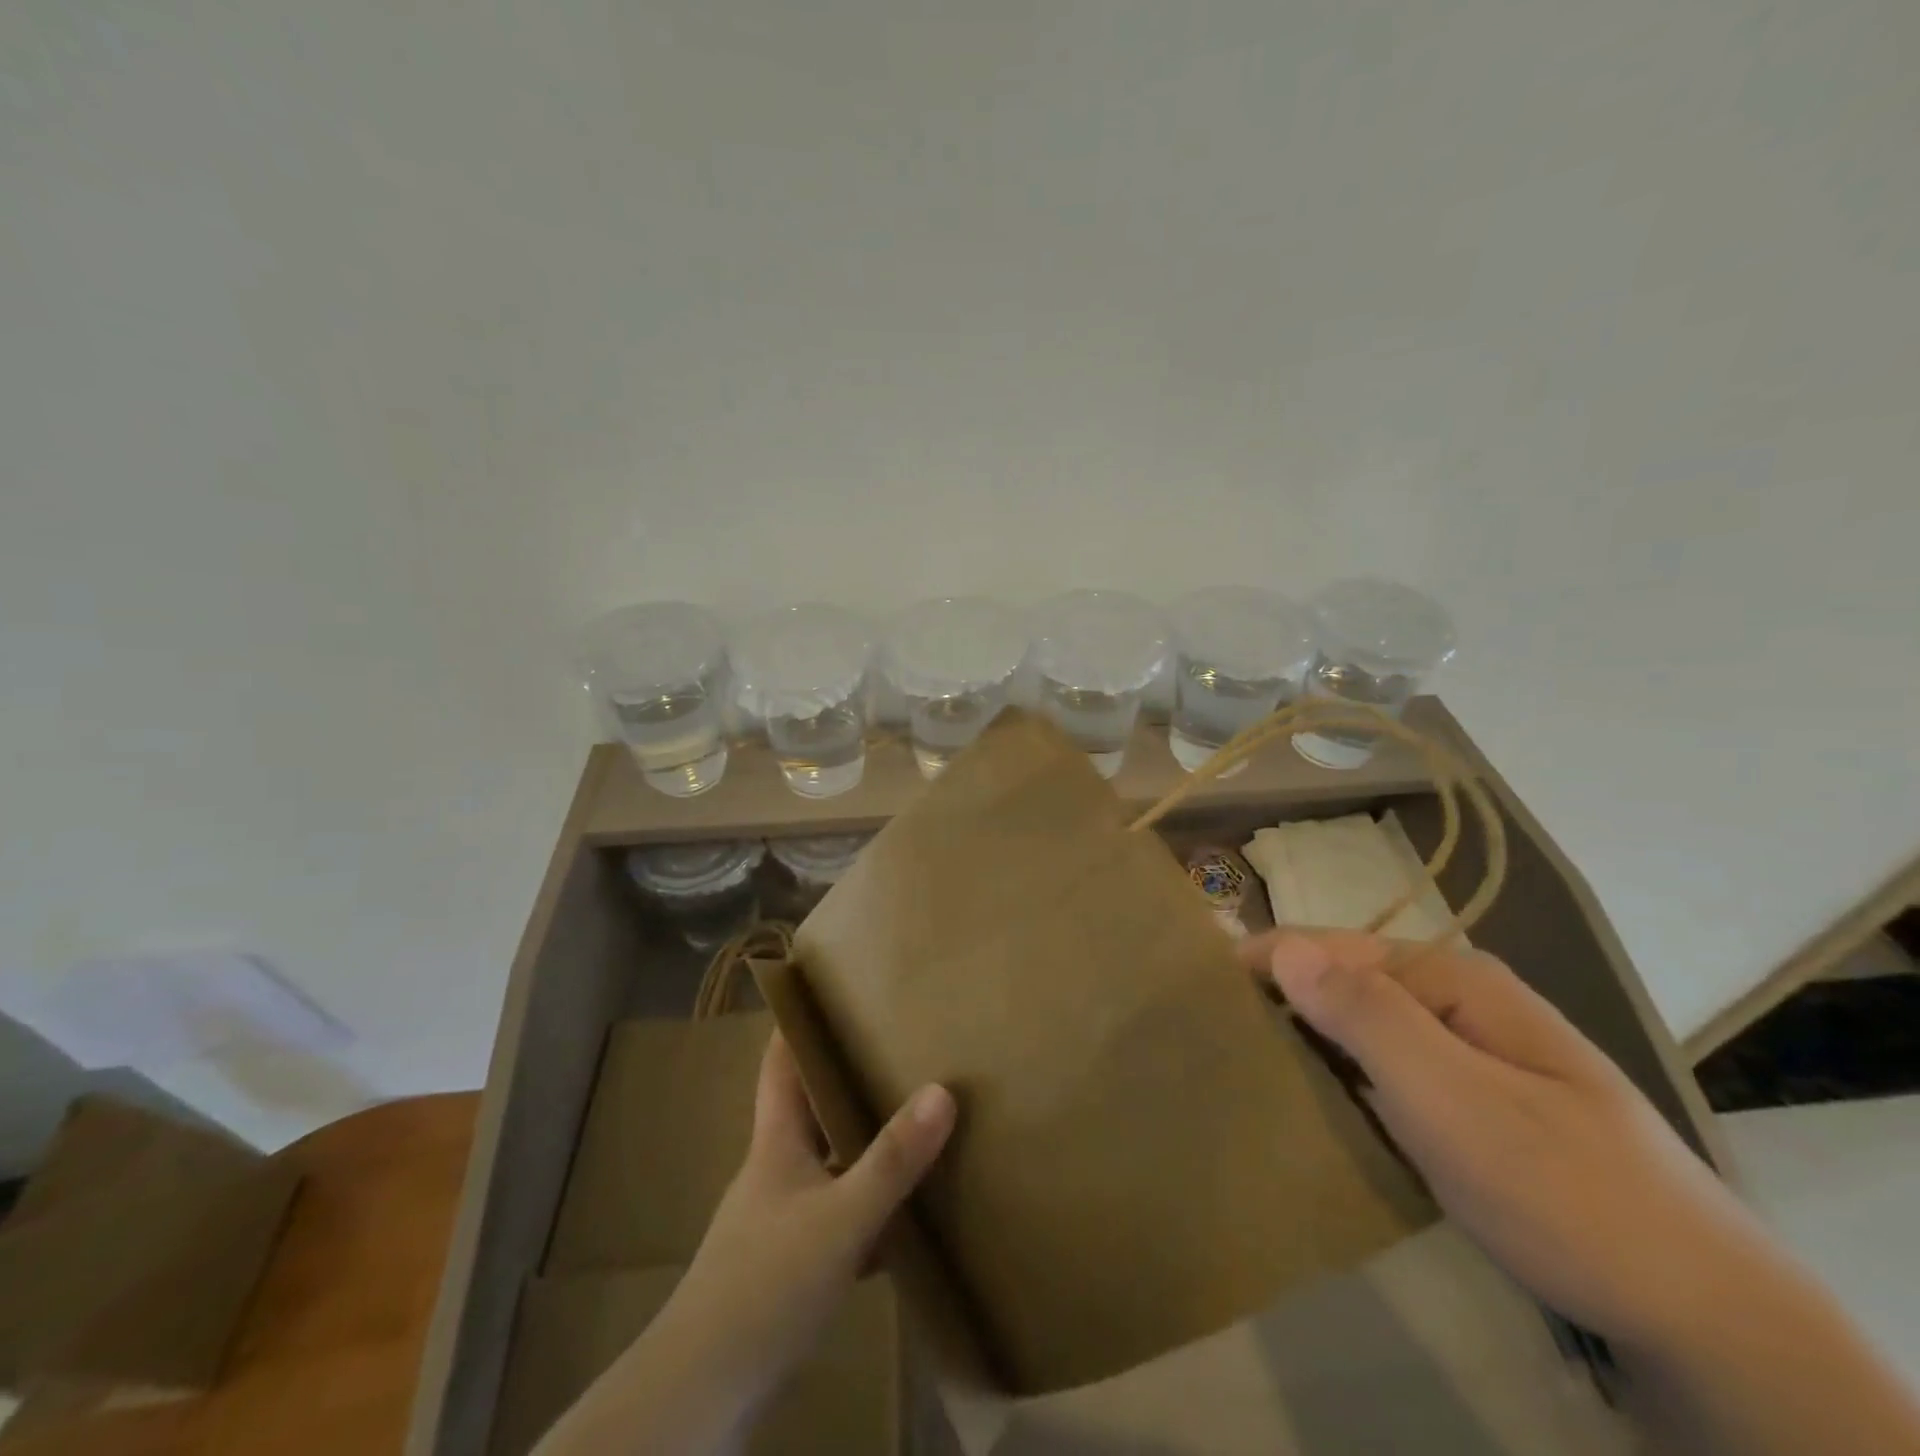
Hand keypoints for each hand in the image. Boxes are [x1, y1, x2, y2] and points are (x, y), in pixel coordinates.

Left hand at [535, 1032, 953, 1455]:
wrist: (701, 1395)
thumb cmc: (765, 1285)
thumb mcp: (840, 1218)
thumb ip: (892, 1160)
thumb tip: (942, 1091)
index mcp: (776, 1141)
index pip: (780, 1061)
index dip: (797, 1020)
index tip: (832, 987)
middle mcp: (775, 1169)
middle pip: (809, 1106)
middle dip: (847, 1075)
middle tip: (896, 1045)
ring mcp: (780, 1218)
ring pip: (828, 1161)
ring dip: (862, 1142)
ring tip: (912, 1117)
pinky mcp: (789, 1264)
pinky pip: (838, 1214)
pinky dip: (868, 1205)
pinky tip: (905, 1215)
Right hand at [1240, 928, 1775, 1355]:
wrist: (1701, 1314)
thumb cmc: (1565, 1190)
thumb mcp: (1457, 1100)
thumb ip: (1369, 1018)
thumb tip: (1283, 946)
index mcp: (1453, 979)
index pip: (1331, 946)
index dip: (1264, 960)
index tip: (1198, 989)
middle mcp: (1455, 1002)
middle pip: (1343, 982)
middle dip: (1278, 999)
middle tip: (1209, 1031)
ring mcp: (1463, 1053)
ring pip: (1359, 1028)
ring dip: (1303, 1038)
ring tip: (1239, 1060)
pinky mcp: (1464, 1103)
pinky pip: (1380, 1070)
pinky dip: (1337, 1075)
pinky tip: (1305, 1096)